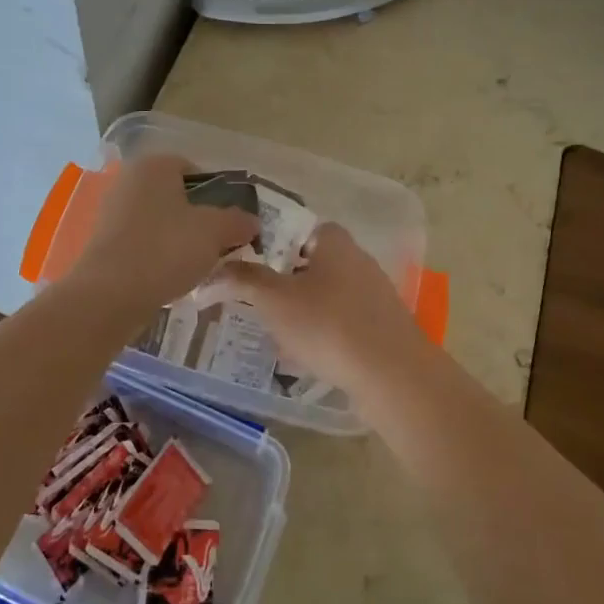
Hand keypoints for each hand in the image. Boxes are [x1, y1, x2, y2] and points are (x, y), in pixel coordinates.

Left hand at [66, 155, 258, 316]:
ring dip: (179, 240)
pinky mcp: (103, 243)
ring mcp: (111, 212)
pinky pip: (142, 243)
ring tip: (196, 266)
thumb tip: (252, 222)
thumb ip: (238, 221)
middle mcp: (129, 181)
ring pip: (159, 222)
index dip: (218, 195)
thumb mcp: (215, 232)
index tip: (230, 222)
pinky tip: (170, 277)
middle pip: (176, 197)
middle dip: (199, 219)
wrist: (109, 295)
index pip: (195, 170)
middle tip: (218, 245)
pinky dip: (158, 256)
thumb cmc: (166, 249)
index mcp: (154, 165)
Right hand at [212, 224, 432, 396]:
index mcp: (334, 241)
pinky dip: (323, 336)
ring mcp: (374, 295)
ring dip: (302, 313)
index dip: (271, 245)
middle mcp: (358, 260)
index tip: (249, 267)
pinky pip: (343, 324)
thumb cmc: (328, 325)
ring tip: (276, 337)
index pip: (298, 229)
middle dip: (284, 284)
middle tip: (257, 304)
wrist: (392, 375)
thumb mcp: (274, 300)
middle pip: (311, 264)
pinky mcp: (382, 327)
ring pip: (326, 297)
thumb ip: (242, 279)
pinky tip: (306, 359)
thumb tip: (211, 271)